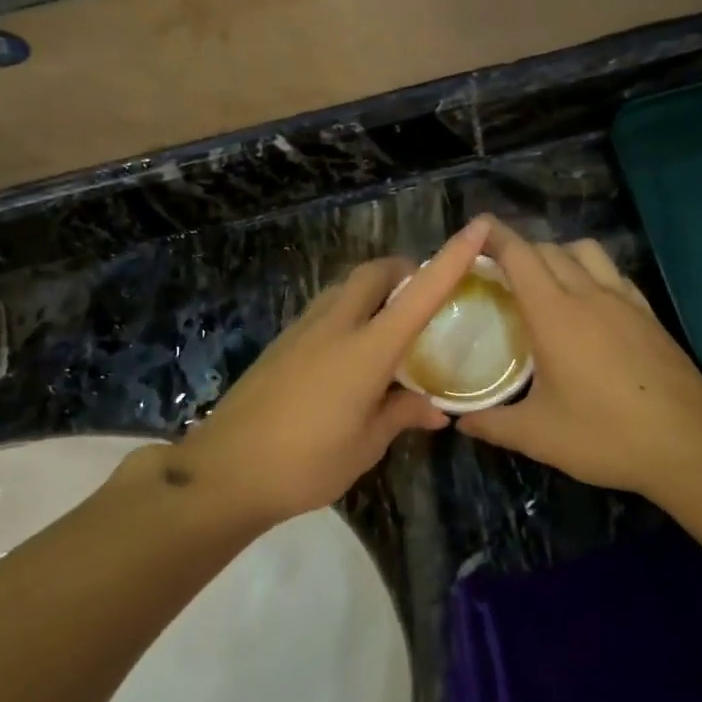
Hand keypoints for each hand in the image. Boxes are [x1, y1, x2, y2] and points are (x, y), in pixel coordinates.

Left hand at [166, 217, 493, 524]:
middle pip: (374, 272)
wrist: (224, 473)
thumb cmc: (306, 463)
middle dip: (404, 270)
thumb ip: (401, 415)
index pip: (420, 294)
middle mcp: (335, 326)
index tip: (478, 228)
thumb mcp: (365, 446)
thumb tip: (436, 410)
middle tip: (423, 295)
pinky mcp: (281, 343)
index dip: (452, 258)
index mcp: (367, 349)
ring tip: (389, 323)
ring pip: (345, 287)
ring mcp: (302, 331)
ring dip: (373, 289)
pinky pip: (324, 309)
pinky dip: (348, 311)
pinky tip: (350, 351)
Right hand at [456, 219, 701, 502]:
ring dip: (560, 254)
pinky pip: (614, 274)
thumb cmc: (605, 436)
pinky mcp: (648, 314)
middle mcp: (589, 295)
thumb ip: (493, 424)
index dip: (495, 237)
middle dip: (520, 251)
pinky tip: (590, 305)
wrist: (688, 443)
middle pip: (549, 249)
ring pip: (587, 252)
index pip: (519, 256)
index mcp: (554, 315)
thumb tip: (461, 421)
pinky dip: (592, 272)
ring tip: (544, 284)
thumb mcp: (538, 436)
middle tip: (498, 274)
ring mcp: (624, 301)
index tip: (475, 230)